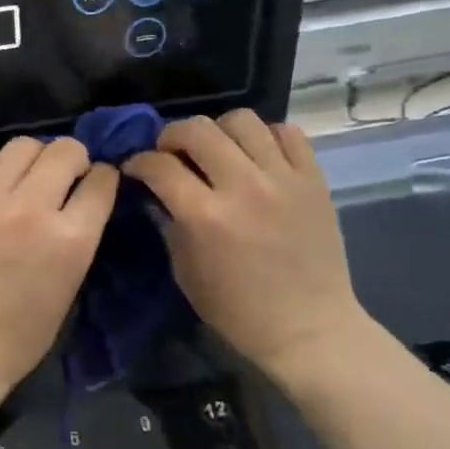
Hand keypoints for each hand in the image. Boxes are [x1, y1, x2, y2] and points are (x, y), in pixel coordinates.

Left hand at [0, 136, 118, 408]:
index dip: (102, 179)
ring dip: (33, 159)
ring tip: (25, 181)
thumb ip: (79, 234)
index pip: (101, 180)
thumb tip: (83, 194)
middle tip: (63, 179)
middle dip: (73, 160)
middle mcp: (29, 209)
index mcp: (69, 239)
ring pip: (22, 145)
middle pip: (64, 151)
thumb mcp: (69, 285)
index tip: (95, 184)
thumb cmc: (20, 335)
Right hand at [124, 111, 370, 375]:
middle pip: (197, 129)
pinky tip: (256, 156)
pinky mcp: (314, 179)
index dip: (139, 162)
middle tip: (171, 153)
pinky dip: (265, 136)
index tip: (135, 168)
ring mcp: (283, 179)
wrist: (308, 328)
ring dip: (219, 130)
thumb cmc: (238, 311)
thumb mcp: (186, 273)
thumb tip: (156, 194)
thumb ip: (169, 226)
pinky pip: (287, 132)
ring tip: (217, 150)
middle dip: (172, 136)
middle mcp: (243, 187)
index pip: (160, 166)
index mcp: (206, 217)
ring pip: (242, 120)